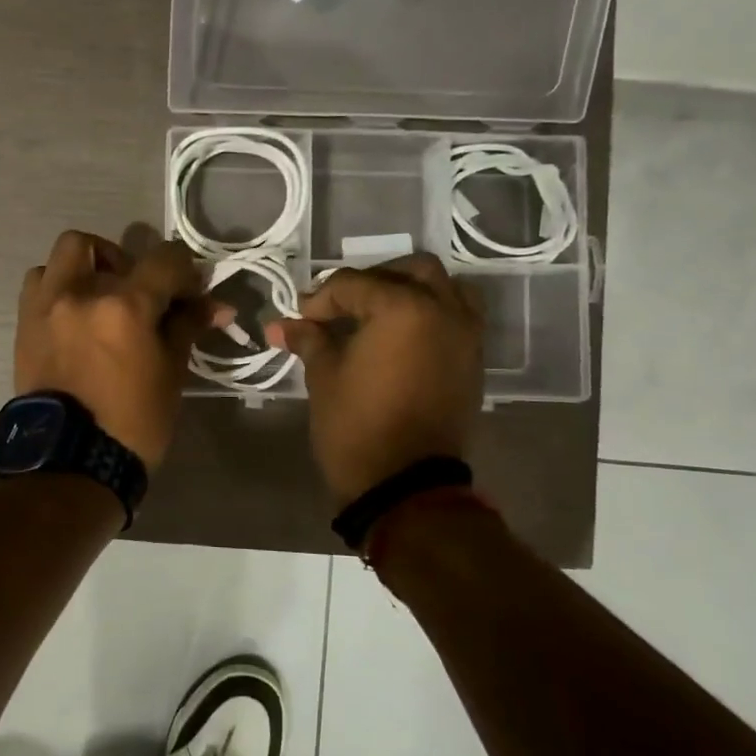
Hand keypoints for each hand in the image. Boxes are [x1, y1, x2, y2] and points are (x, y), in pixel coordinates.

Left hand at [16, 231, 218, 470]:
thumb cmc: (132, 423)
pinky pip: (38, 287)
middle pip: (97, 245)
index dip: (184, 270)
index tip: (189, 293)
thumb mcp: (171, 374)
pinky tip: (74, 318)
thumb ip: (186, 327)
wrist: (71, 463)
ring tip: (99, 301)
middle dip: (123, 260)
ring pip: (60, 259)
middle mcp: (78, 294)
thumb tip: (213, 305)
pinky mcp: (24, 327)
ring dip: (83, 269)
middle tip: (137, 292)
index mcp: (123, 307)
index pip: (164, 259)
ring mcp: (44, 308)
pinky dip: (58, 290)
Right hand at [267, 254, 485, 506]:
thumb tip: (282, 325)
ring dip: (411, 291)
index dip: (320, 300)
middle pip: (409, 271)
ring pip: (444, 288)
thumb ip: (309, 340)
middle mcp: (443, 310)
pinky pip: (457, 317)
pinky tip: (401, 337)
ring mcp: (465, 335)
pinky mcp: (472, 360)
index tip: (300, 319)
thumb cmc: (356, 426)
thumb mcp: (324, 376)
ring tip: (378, 314)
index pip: (353, 284)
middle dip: (371, 282)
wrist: (406, 485)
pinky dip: (431, 314)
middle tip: (341, 307)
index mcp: (403, 308)